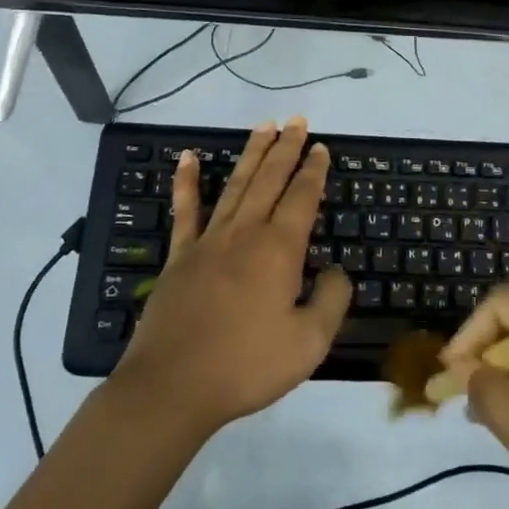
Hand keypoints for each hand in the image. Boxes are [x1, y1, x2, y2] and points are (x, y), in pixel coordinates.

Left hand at [114, 119, 350, 436]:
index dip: (314, 171)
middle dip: (286, 148)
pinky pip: (185, 211)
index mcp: (279, 250)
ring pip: (236, 185)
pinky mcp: (180, 256)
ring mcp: (209, 241)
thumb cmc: (246, 366)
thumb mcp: (308, 343)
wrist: (172, 387)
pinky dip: (187, 182)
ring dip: (251, 154)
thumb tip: (336, 271)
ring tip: (263, 126)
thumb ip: (331, 301)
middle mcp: (246, 233)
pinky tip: (188, 157)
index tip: (321, 148)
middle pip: (270, 179)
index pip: (302, 197)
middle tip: (298, 120)